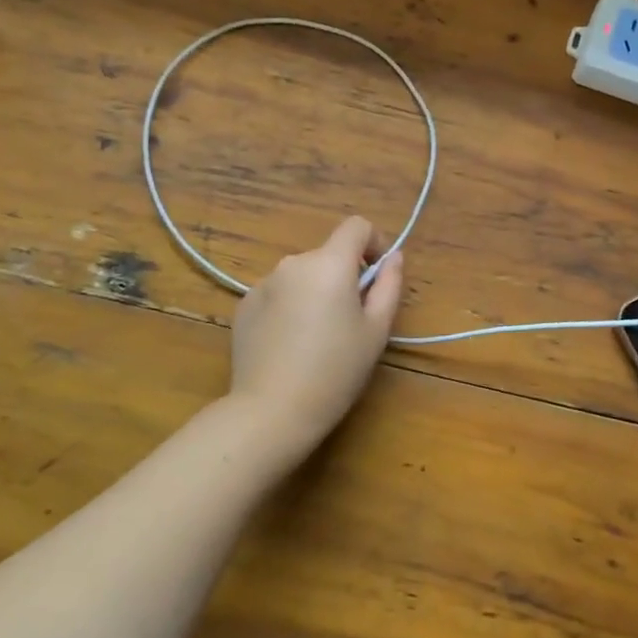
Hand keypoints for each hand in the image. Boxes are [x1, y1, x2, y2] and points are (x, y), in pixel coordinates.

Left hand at [228, 215, 405, 456]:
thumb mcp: (376, 330)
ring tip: (318, 337)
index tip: (378, 274)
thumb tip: (393, 258)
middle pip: (328, 255)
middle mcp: (293, 263)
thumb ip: (389, 285)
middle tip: (351, 320)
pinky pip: (277, 294)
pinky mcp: (244, 305)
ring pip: (302, 276)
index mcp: (329, 264)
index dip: (374, 242)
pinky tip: (289, 345)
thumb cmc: (335, 371)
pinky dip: (290, 307)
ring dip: (315, 292)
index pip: (356, 226)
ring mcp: (263, 283)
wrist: (271, 411)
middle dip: (344, 276)